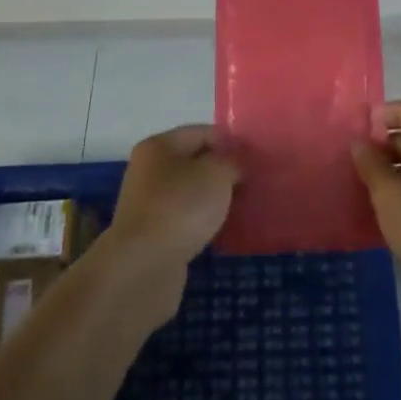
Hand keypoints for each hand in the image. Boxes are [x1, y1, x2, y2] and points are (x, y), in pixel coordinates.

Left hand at [105, 125, 239, 323]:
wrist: (144, 267)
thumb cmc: (180, 207)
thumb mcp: (216, 174)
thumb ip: (231, 162)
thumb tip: (234, 165)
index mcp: (159, 146)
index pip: (202, 133)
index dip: (231, 142)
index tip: (256, 159)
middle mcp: (149, 171)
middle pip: (195, 163)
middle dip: (224, 172)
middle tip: (254, 183)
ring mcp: (150, 205)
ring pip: (192, 193)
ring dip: (216, 199)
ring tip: (245, 207)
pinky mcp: (154, 235)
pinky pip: (187, 219)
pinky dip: (205, 222)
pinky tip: (225, 231)